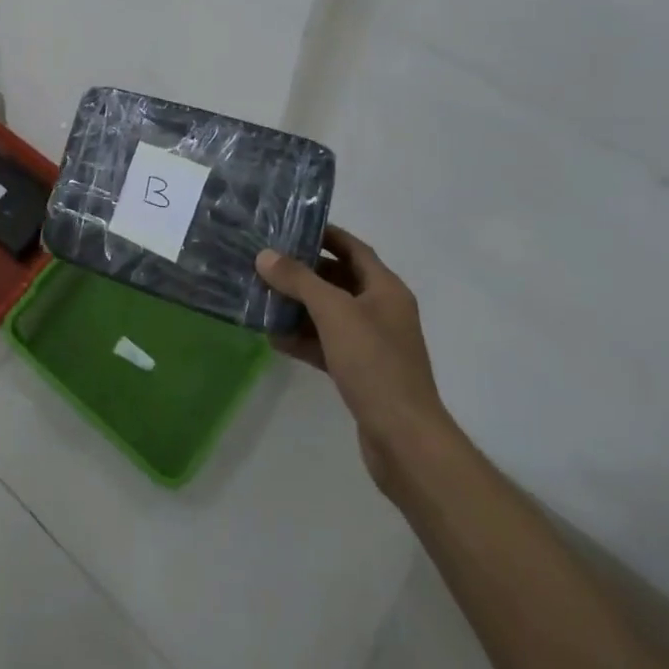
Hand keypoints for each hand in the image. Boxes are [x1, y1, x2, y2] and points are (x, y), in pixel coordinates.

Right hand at [255, 226, 448, 500]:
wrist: (406, 442)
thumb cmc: (375, 364)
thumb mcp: (334, 312)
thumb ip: (299, 280)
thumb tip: (265, 255)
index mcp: (385, 289)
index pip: (353, 248)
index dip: (324, 234)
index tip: (289, 227)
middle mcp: (381, 310)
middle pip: (338, 279)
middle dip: (303, 272)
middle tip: (266, 262)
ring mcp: (372, 344)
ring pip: (329, 314)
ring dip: (298, 306)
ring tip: (262, 297)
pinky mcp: (360, 373)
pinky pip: (327, 344)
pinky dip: (303, 338)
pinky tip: (273, 338)